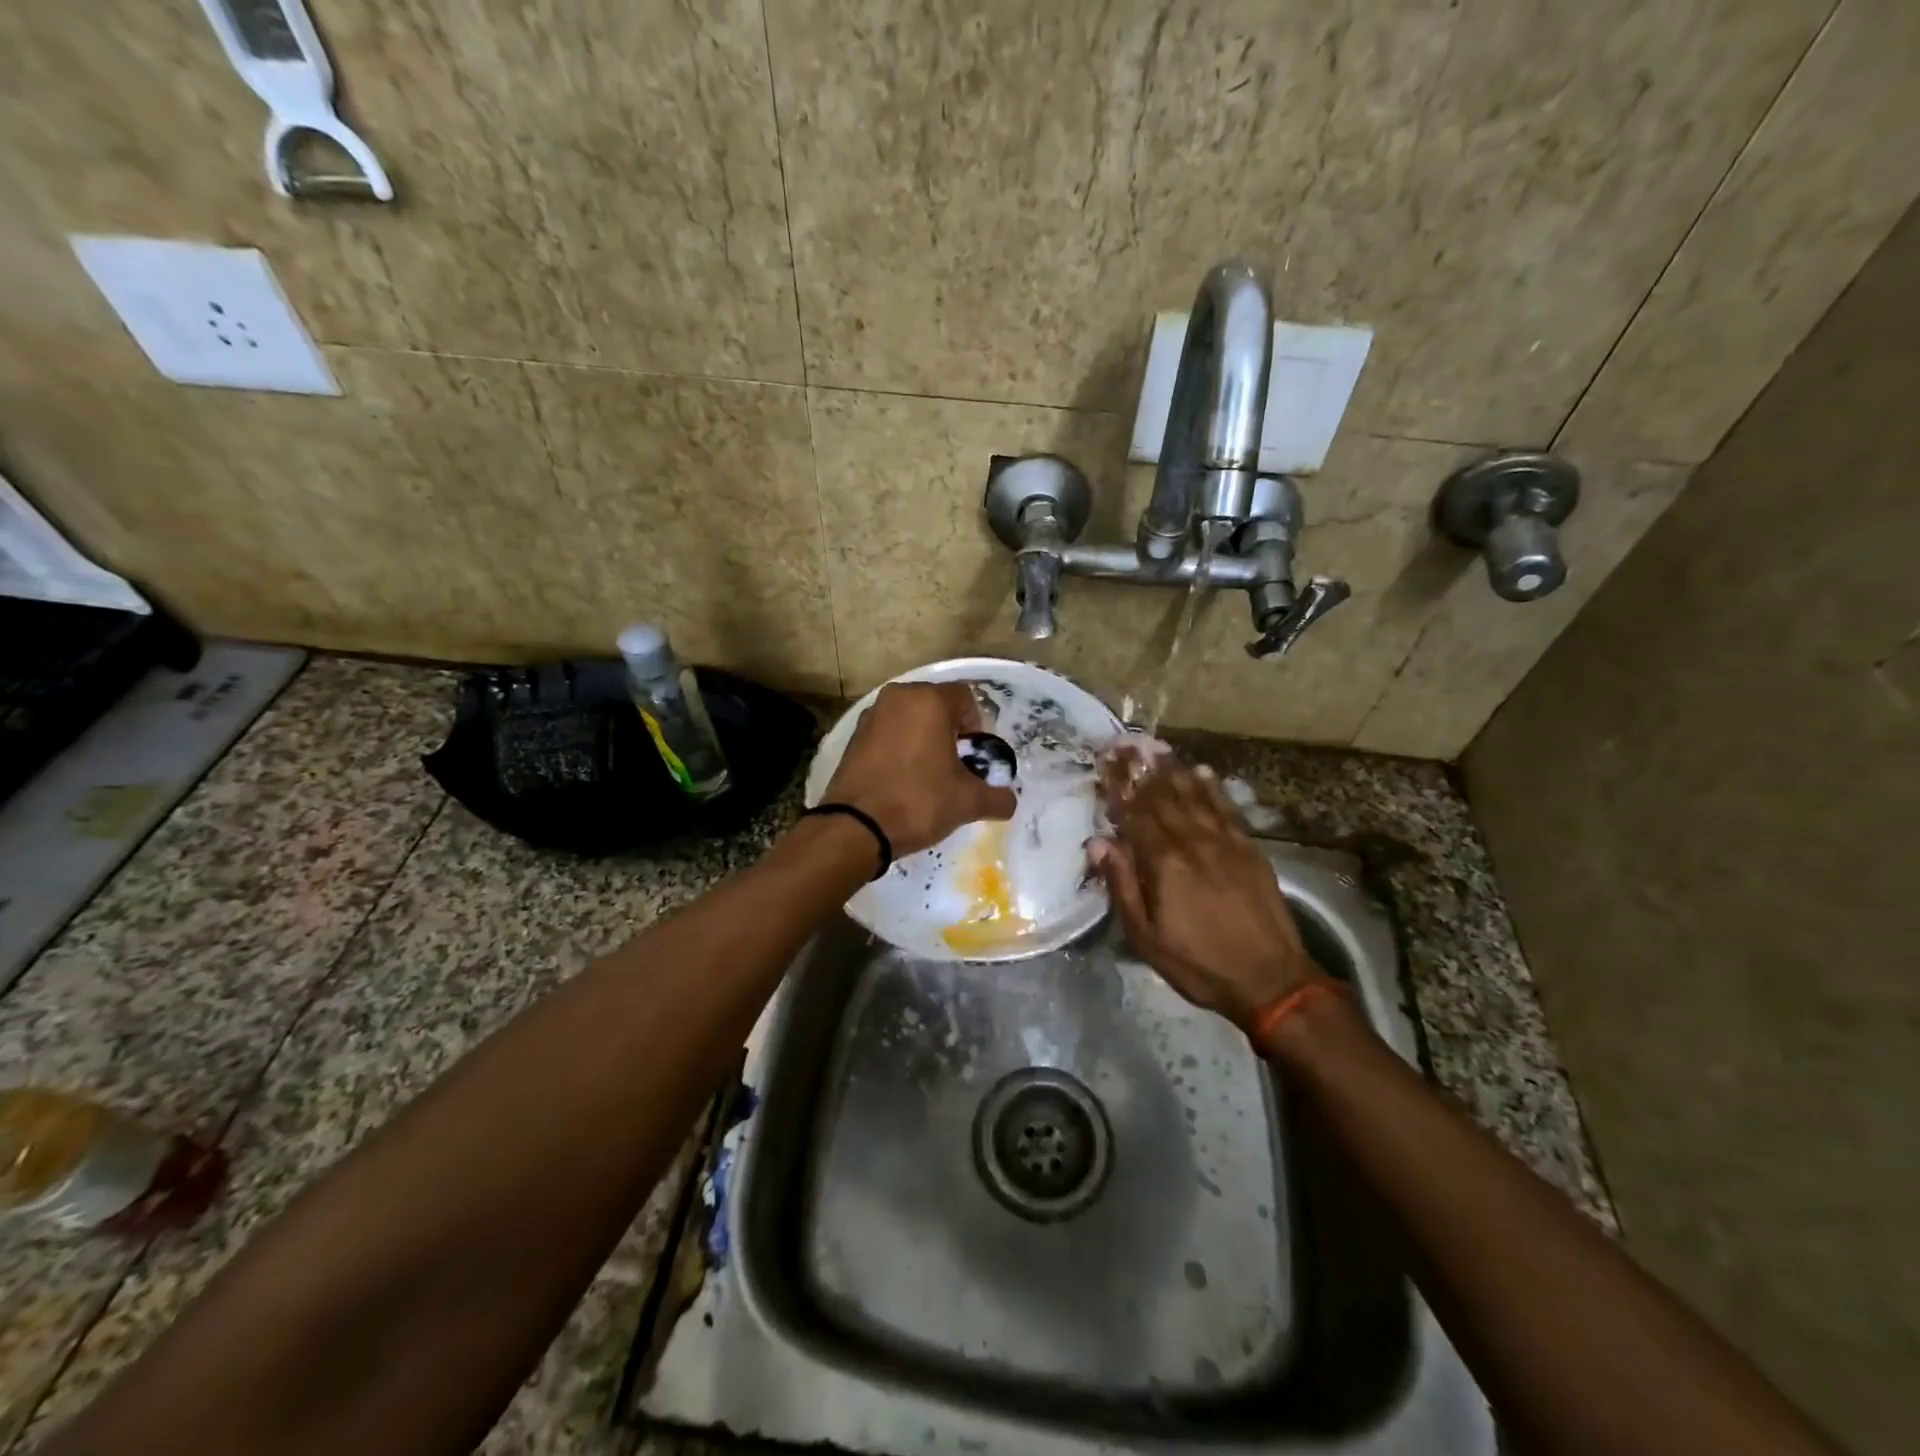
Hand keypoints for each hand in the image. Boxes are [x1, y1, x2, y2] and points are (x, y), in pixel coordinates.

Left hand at [822, 681, 1016, 856]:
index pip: (966, 698)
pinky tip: (902, 778)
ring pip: (910, 718)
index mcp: (929, 700)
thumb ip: (997, 797)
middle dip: (949, 731)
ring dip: (923, 738)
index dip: (977, 726)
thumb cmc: (918, 802)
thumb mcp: (968, 802)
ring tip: (928, 774)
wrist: (855, 827)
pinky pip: (888, 732)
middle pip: (936, 705)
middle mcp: (898, 697)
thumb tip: (1009, 801)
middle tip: (954, 766)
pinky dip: (899, 747)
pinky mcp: (853, 736)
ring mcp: (872, 715)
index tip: (974, 756)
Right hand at [1090, 744, 1319, 1033]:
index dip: (1117, 784)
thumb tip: (1098, 842)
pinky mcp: (1249, 849)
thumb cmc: (1199, 963)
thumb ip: (1122, 885)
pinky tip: (1201, 770)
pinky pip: (1226, 808)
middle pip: (1161, 796)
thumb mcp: (1146, 937)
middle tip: (1124, 742)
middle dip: (1140, 768)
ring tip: (1155, 746)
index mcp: (1163, 862)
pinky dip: (1212, 787)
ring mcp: (1224, 842)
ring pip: (1193, 795)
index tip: (1103, 759)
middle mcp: (1192, 842)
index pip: (1134, 813)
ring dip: (1172, 769)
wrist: (1271, 980)